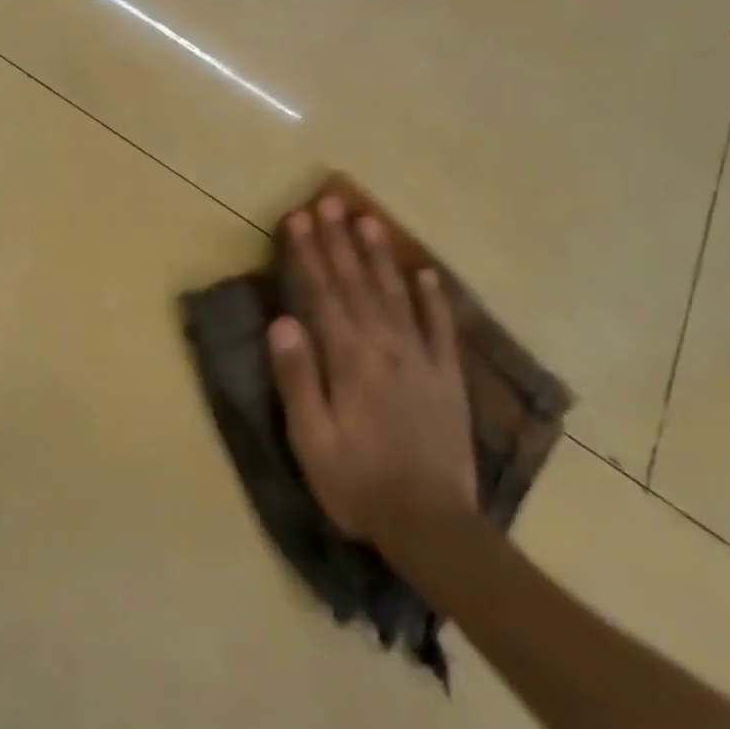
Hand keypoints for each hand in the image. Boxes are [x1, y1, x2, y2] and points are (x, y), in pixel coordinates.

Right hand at [268, 196, 476, 547]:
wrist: (433, 526)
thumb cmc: (357, 483)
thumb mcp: (311, 438)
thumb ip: (297, 377)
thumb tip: (281, 321)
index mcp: (349, 360)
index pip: (323, 294)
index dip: (309, 254)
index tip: (298, 218)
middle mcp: (386, 348)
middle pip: (358, 284)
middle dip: (340, 241)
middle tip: (328, 201)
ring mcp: (422, 361)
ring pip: (397, 295)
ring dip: (379, 255)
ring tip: (368, 219)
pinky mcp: (448, 379)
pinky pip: (441, 328)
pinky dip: (432, 298)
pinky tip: (424, 272)